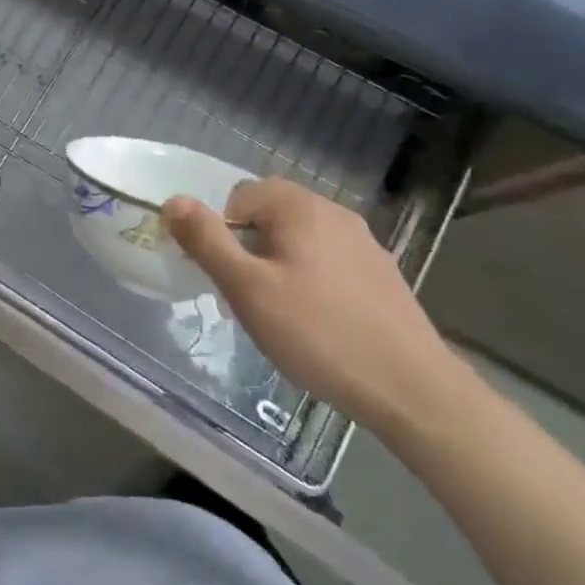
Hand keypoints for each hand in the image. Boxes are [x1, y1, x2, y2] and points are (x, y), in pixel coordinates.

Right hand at [164, 179, 464, 444]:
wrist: (411, 389)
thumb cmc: (318, 334)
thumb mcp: (248, 289)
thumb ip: (207, 241)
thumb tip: (173, 201)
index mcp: (300, 207)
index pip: (240, 196)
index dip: (224, 232)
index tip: (229, 276)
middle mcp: (334, 212)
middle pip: (271, 214)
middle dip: (251, 247)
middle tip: (251, 295)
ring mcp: (364, 243)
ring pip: (300, 238)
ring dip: (281, 263)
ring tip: (283, 313)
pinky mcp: (382, 273)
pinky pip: (329, 260)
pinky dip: (312, 279)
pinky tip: (320, 322)